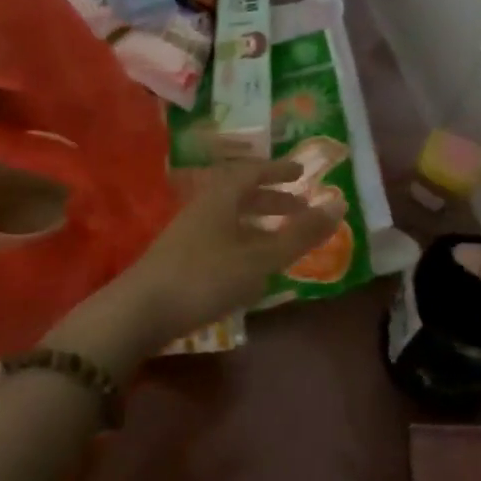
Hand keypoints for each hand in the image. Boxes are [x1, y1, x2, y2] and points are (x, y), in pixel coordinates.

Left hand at [45, 160, 344, 373]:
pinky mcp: (179, 257)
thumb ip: (299, 235)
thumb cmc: (205, 277)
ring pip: (229, 218)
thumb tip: (338, 205)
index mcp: (221, 196)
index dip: (279, 170)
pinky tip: (250, 268)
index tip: (301, 174)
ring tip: (280, 240)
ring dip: (257, 223)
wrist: (141, 310)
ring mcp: (188, 232)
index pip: (253, 171)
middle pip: (241, 194)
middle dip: (272, 199)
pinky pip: (220, 238)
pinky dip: (242, 242)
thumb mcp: (260, 258)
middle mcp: (203, 206)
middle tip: (299, 209)